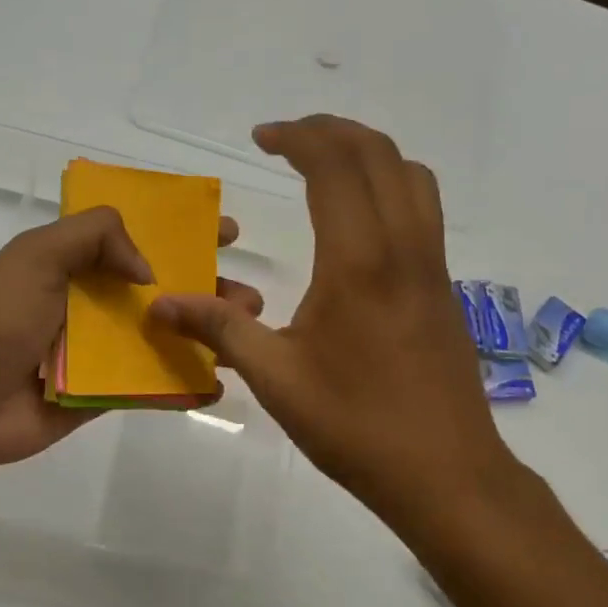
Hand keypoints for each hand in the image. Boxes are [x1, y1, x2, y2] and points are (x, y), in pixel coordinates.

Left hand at [0, 206, 263, 476]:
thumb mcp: (37, 256)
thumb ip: (94, 237)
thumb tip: (148, 269)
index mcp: (74, 262)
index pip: (137, 235)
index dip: (180, 229)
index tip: (224, 231)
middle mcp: (90, 302)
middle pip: (161, 287)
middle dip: (207, 286)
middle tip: (249, 295)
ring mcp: (97, 351)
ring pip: (163, 336)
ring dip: (205, 333)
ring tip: (247, 332)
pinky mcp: (100, 395)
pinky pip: (149, 385)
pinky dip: (182, 385)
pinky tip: (218, 385)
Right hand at [149, 116, 513, 537]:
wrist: (447, 475)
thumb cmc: (356, 426)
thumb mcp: (276, 379)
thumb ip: (218, 329)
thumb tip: (159, 303)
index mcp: (359, 262)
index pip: (335, 166)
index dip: (297, 138)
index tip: (261, 138)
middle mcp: (403, 247)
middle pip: (378, 153)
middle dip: (330, 131)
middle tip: (287, 139)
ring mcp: (432, 265)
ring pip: (411, 175)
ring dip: (367, 153)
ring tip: (324, 166)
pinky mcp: (444, 287)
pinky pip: (423, 208)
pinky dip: (389, 183)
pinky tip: (357, 221)